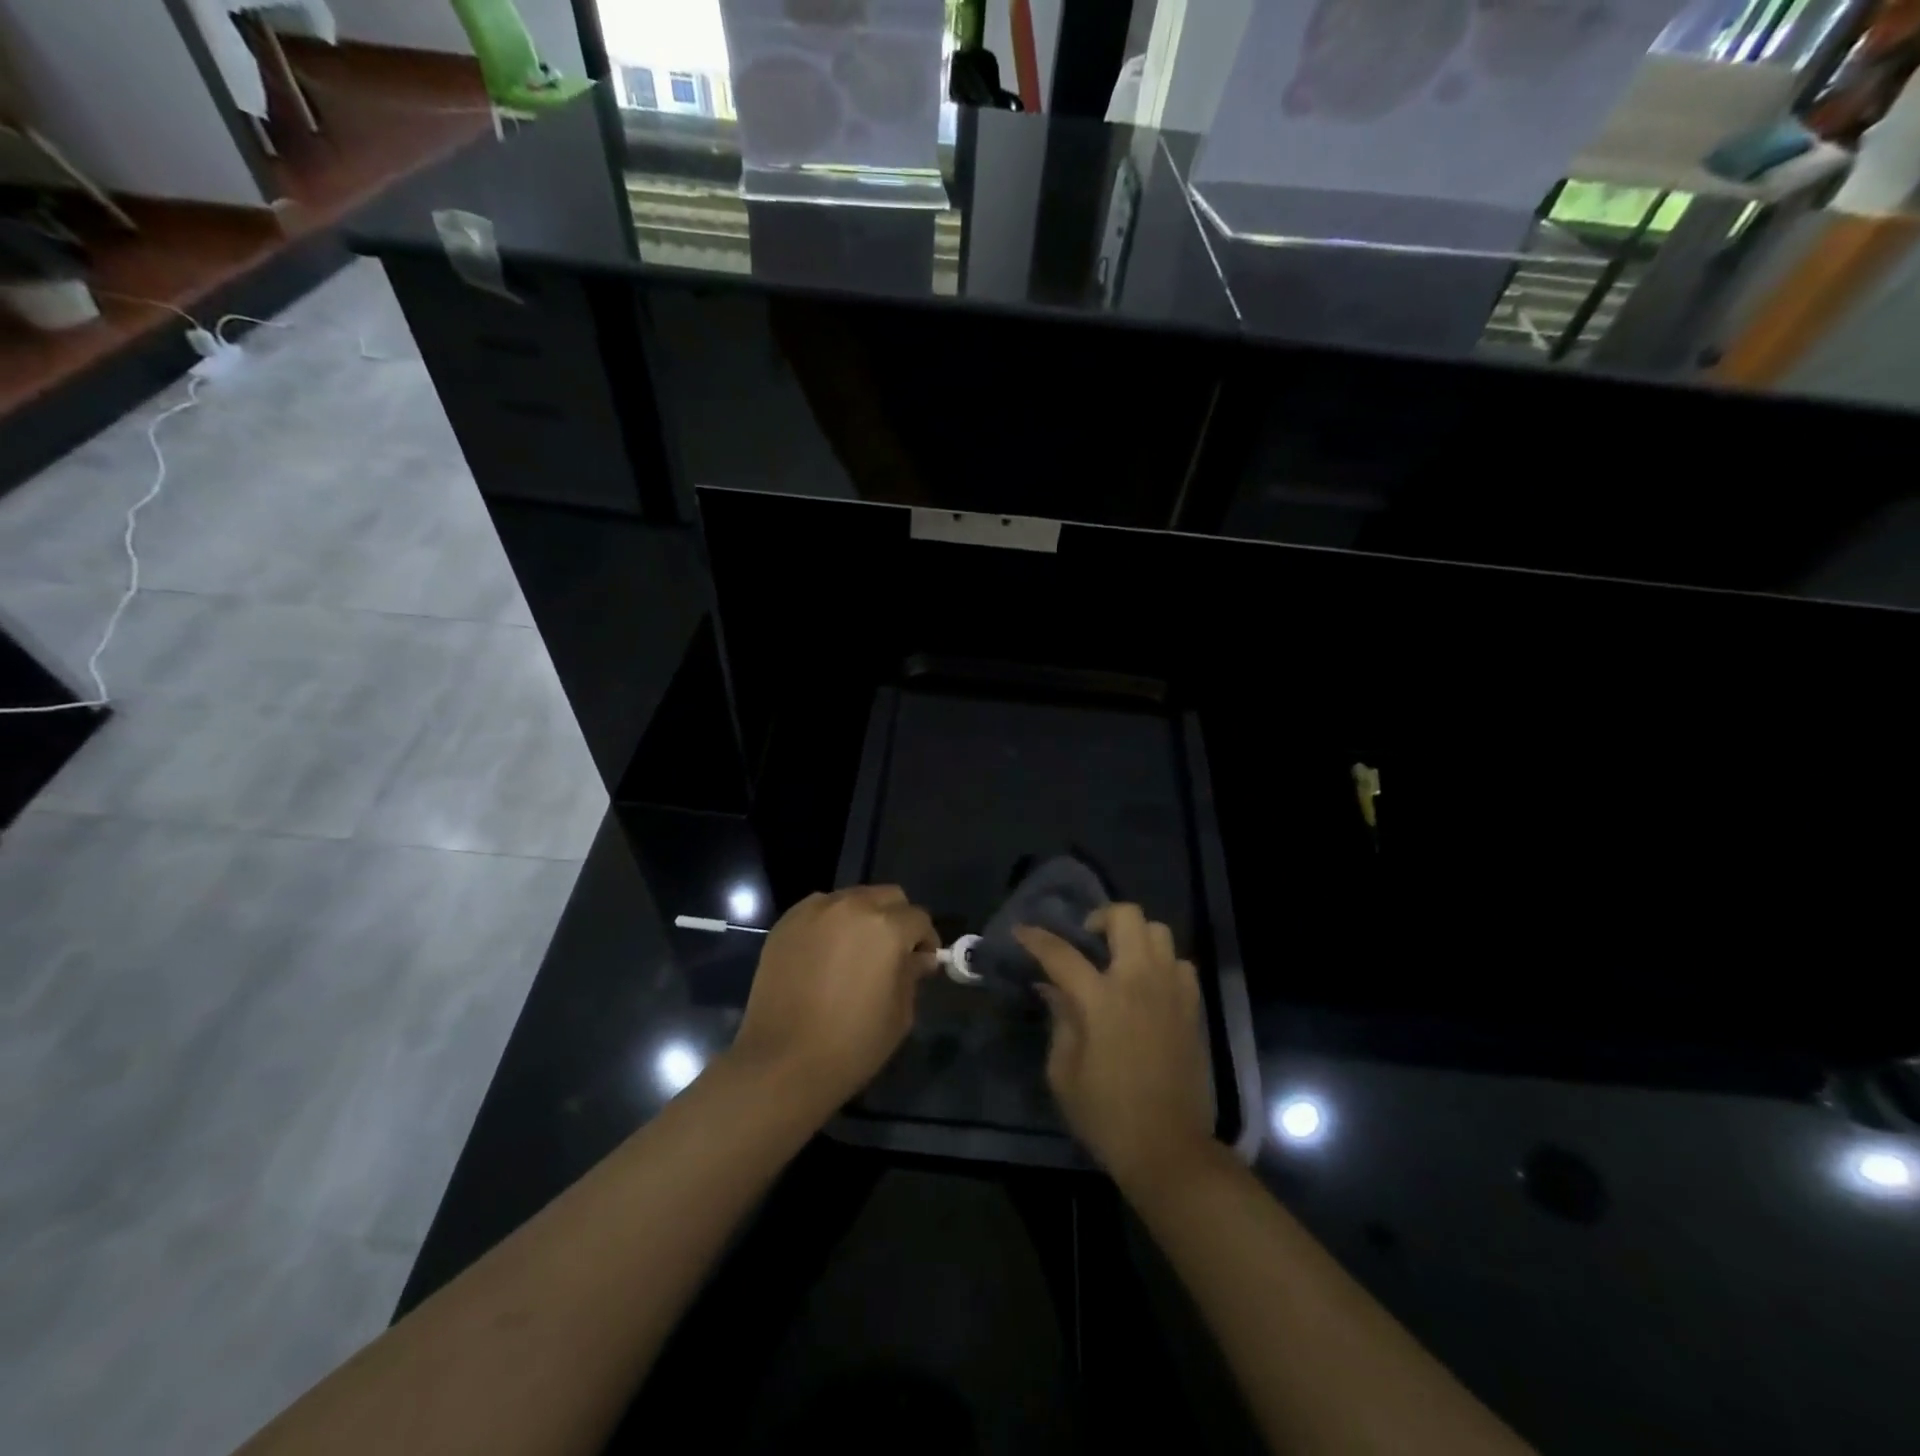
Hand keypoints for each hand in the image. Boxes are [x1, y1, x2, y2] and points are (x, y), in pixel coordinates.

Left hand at [727, 886, 938, 1119]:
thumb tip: (919, 958)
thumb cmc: (852, 1044)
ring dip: (864, 917)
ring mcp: (815, 911)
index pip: (919, 918)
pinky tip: (826, 954)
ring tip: (855, 952)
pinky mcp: (787, 923)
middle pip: (888, 896)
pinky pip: (820, 909)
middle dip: (898, 919)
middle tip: (892, 953)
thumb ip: (912, 975)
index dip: (925, 941)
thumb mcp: (899, 1014)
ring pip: (853, 898)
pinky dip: (831, 923)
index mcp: (887, 928)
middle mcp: (852, 907)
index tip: (922, 962)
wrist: (782, 1063)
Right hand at [1016, 905, 1213, 1188]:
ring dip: (1134, 936)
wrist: (1169, 1149)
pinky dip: (1162, 963)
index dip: (1036, 938)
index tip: (1021, 931)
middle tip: (1086, 939)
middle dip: (1099, 917)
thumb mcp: (1064, 1072)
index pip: (1061, 953)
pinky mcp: (1192, 1008)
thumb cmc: (1106, 1115)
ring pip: (1158, 931)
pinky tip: (1148, 985)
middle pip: (1125, 917)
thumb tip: (1051, 987)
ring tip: (1119, 959)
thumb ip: (1059, 1020)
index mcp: (1101, 1000)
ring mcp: (1171, 991)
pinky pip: (1180, 964)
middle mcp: (1139, 982)